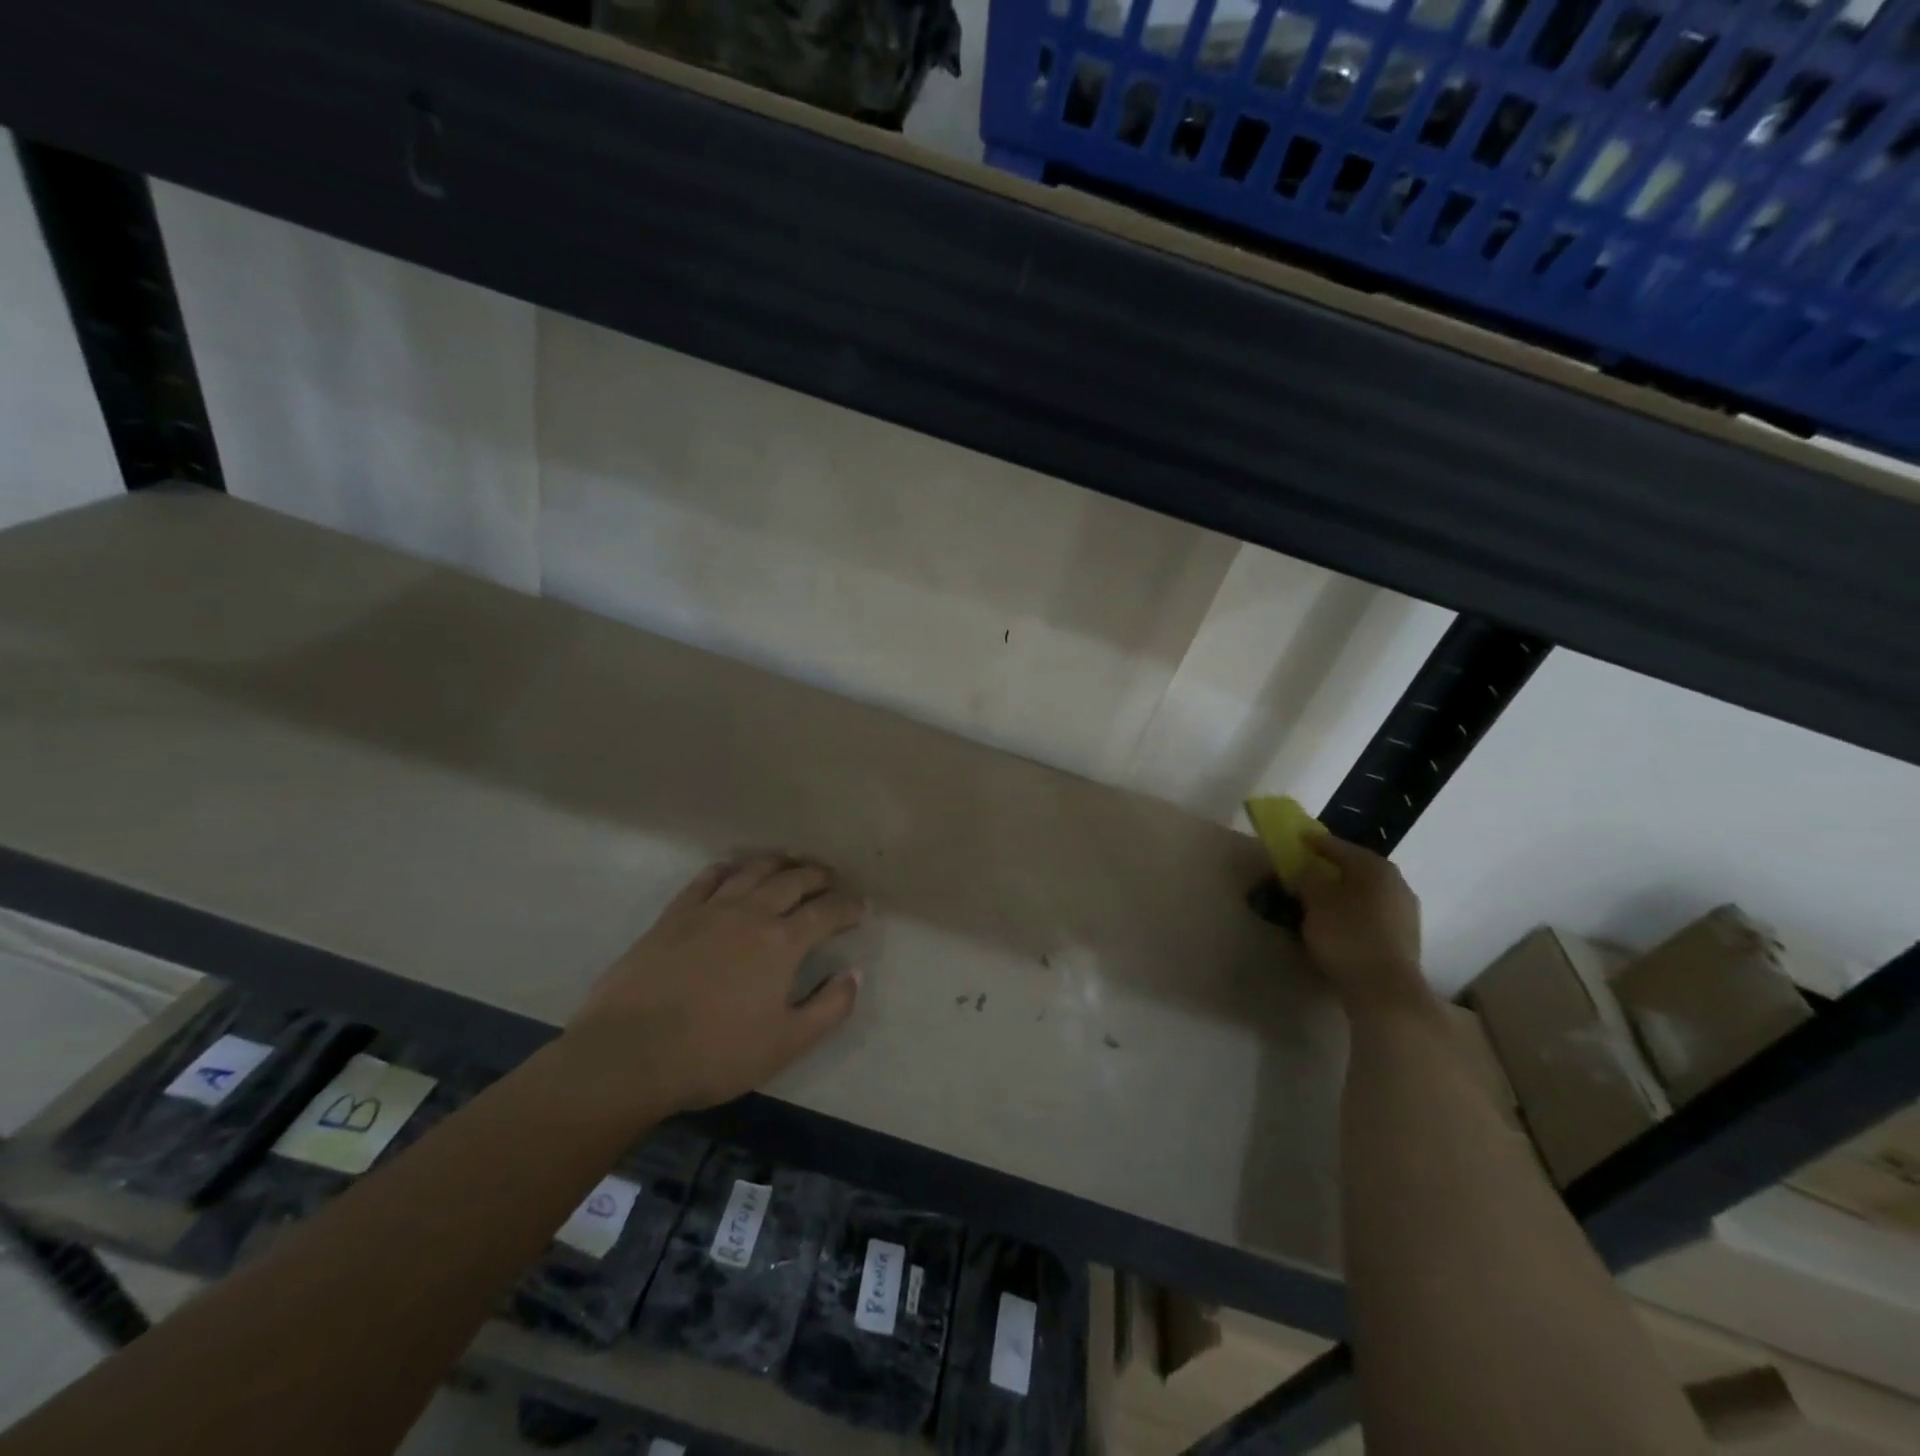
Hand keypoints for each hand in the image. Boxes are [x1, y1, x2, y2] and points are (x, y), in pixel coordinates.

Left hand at [564, 855, 866, 1112]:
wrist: (630, 1054)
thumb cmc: (716, 1054)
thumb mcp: (787, 1044)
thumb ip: (830, 1007)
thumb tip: (855, 974)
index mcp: (782, 942)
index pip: (826, 912)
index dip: (848, 906)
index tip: (861, 907)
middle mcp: (751, 913)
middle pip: (793, 880)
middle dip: (819, 876)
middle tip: (832, 879)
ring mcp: (710, 909)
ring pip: (753, 870)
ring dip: (779, 863)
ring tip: (792, 863)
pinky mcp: (674, 914)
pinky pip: (707, 878)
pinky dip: (729, 868)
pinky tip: (734, 870)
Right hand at [1296, 833, 1431, 1015]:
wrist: (1385, 989)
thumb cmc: (1347, 936)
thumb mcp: (1316, 902)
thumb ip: (1307, 879)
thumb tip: (1305, 868)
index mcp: (1375, 868)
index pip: (1340, 847)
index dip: (1316, 843)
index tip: (1298, 839)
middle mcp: (1396, 883)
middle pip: (1358, 868)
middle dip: (1334, 868)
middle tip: (1310, 869)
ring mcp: (1405, 911)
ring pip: (1368, 891)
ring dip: (1346, 891)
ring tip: (1322, 897)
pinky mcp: (1406, 936)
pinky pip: (1374, 912)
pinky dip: (1355, 910)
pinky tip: (1341, 920)